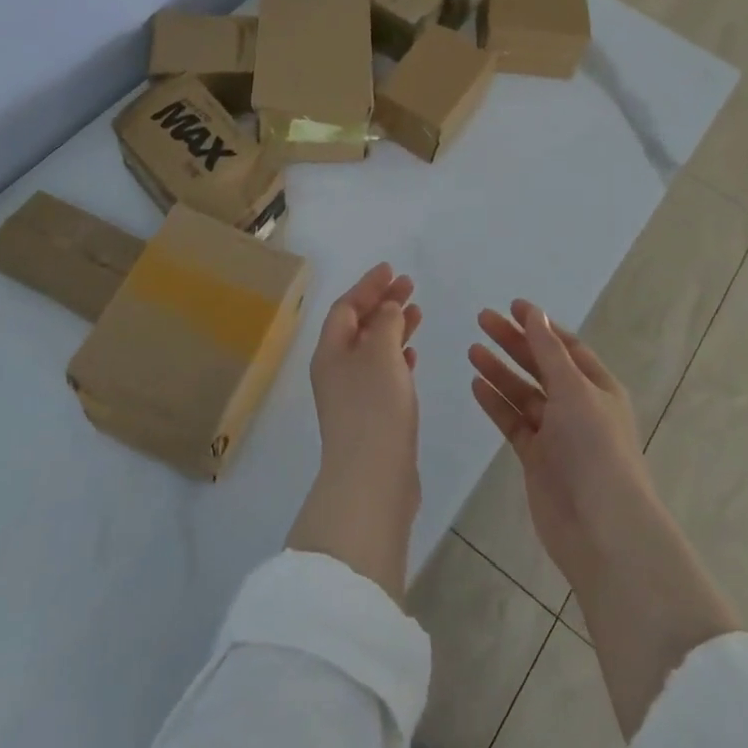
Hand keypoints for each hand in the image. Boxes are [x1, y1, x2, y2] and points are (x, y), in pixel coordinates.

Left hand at [287, 264, 422, 601]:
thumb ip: (385, 323)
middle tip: (409, 285)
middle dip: (382, 303)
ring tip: (418, 312)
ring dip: (393, 328)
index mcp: (330, 351)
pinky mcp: (371, 416)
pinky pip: (383, 373)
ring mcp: (352, 395)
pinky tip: (414, 353)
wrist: (372, 479)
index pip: (346, 307)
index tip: (391, 269)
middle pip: (358, 325)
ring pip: (373, 349)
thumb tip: (387, 307)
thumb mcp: (380, 353)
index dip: (368, 285)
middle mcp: (336, 369)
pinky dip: (398, 357)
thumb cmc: (374, 407)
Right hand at [470, 301, 738, 736]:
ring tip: (472, 349)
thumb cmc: (595, 448)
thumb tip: (535, 314)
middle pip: (541, 365)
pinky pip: (513, 422)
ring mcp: (556, 434)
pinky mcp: (537, 458)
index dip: (540, 326)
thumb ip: (550, 352)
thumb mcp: (575, 390)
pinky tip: (476, 384)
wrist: (601, 528)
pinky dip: (496, 403)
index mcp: (597, 387)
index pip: (566, 346)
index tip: (512, 306)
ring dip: (500, 370)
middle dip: (514, 342)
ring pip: (524, 393)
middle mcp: (578, 406)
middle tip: (481, 319)